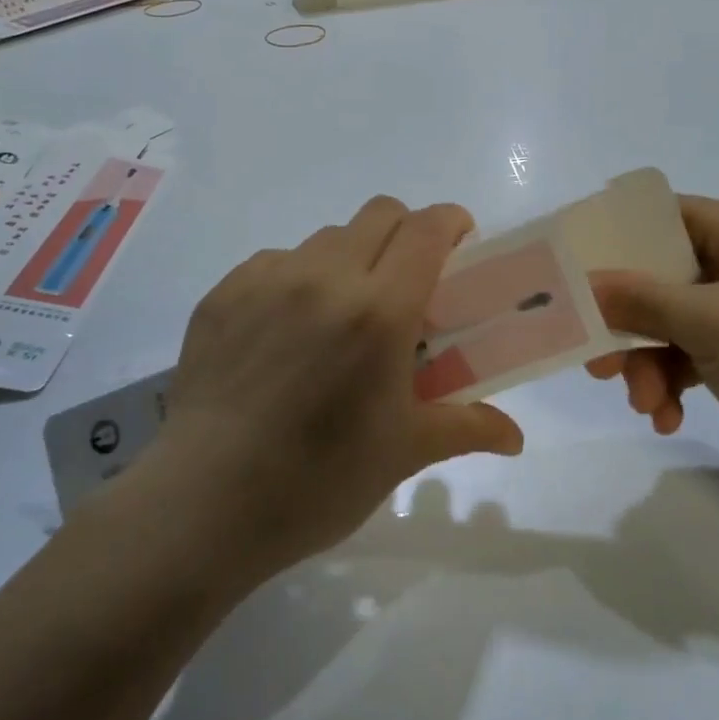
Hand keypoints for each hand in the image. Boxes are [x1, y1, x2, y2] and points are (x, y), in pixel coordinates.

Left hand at [144, 197, 524, 583]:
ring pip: (326, 237)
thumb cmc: (319, 481)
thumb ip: (466, 427)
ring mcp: (266, 280)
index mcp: (379, 311)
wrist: (204, 506)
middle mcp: (324, 277)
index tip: (459, 243)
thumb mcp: (404, 453)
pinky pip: (275, 262)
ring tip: (341, 315)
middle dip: (405, 233)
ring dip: (350, 258)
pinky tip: (286, 333)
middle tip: (405, 284)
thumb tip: (514, 437)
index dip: (451, 222)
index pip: (426, 229)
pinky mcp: (222, 294)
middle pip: (379, 214)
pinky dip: (297, 279)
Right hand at [589, 197, 718, 492]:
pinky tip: (666, 417)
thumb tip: (586, 281)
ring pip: (668, 320)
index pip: (667, 216)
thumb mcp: (715, 326)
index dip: (618, 236)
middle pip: (660, 275)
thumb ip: (645, 298)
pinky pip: (688, 352)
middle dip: (628, 320)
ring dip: (648, 362)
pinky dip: (671, 381)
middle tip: (597, 356)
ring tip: (645, 404)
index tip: (575, 267)